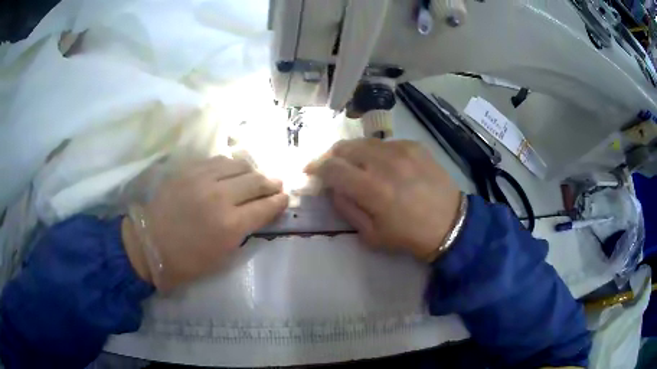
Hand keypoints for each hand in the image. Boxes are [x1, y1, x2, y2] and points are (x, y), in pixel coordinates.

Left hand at [123, 156, 288, 290]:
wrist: (149, 245)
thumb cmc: (187, 261)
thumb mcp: (222, 256)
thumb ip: (243, 231)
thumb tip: (257, 214)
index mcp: (231, 225)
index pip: (266, 206)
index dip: (279, 201)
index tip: (285, 198)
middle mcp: (221, 197)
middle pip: (257, 180)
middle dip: (272, 183)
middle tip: (277, 184)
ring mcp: (203, 179)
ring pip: (239, 164)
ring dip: (252, 170)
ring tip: (254, 176)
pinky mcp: (189, 170)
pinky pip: (217, 160)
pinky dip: (230, 165)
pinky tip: (231, 170)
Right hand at [305, 139, 460, 260]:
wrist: (451, 224)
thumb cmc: (409, 236)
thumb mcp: (371, 235)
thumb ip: (347, 208)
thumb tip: (333, 188)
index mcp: (372, 189)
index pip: (331, 167)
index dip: (316, 167)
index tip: (310, 171)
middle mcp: (384, 162)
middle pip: (344, 147)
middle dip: (331, 156)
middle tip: (331, 167)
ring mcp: (401, 150)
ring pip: (364, 141)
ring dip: (352, 152)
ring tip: (355, 164)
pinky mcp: (415, 146)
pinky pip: (385, 143)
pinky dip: (376, 152)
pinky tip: (383, 164)